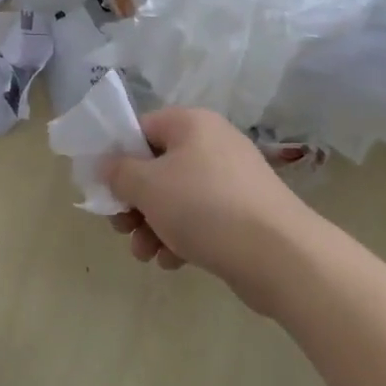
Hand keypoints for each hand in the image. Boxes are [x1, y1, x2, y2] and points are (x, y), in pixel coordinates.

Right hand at [104, 107, 309, 310]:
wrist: (280, 256)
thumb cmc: (205, 208)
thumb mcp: (148, 186)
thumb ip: (118, 172)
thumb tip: (108, 166)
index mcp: (191, 124)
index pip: (141, 129)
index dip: (117, 157)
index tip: (105, 189)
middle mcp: (213, 143)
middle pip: (157, 167)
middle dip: (134, 202)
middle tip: (121, 228)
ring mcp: (231, 179)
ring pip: (176, 197)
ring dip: (152, 225)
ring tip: (145, 254)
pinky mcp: (244, 213)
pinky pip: (200, 218)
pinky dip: (181, 237)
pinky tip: (172, 262)